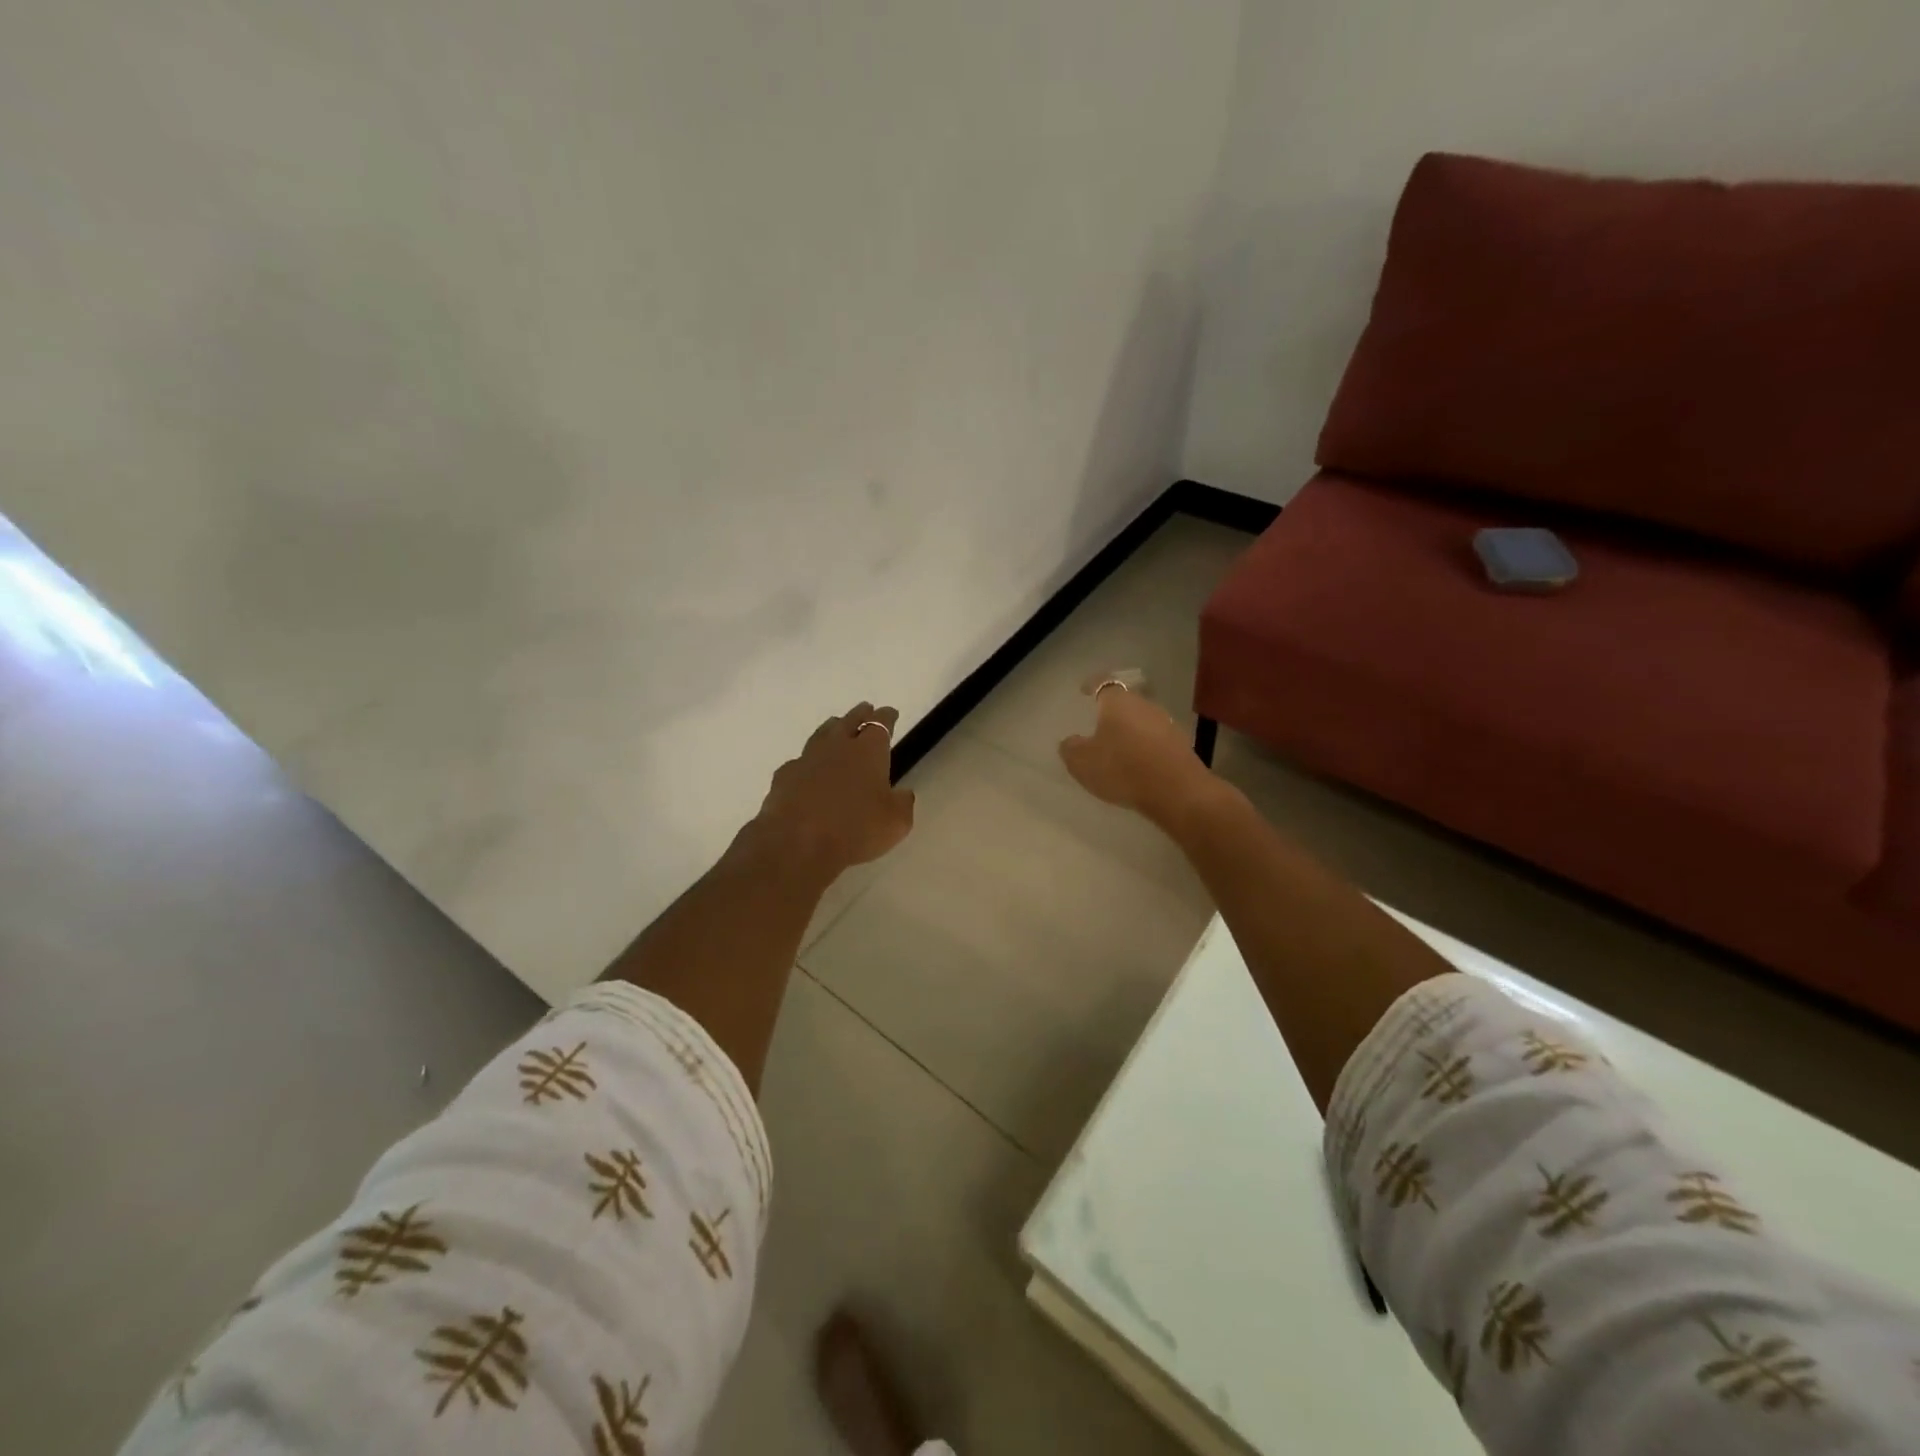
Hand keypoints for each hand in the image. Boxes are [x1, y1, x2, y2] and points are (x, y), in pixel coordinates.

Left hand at [756, 703, 915, 874]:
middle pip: (849, 721)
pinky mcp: (784, 777)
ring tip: (836, 727)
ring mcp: (807, 759)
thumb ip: (902, 804)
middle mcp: (837, 747)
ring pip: (822, 734)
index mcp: (868, 751)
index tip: (890, 713)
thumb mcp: (896, 822)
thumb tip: (903, 793)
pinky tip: (808, 769)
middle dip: (860, 714)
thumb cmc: (856, 829)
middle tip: (866, 710)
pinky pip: (800, 761)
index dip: (886, 717)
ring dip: (832, 729)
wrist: (798, 842)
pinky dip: (808, 761)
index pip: (880, 724)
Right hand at [1059, 678, 1218, 827]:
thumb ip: (1071, 749)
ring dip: (1130, 730)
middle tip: (1099, 723)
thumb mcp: (1082, 763)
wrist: (1177, 791)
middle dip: (1112, 711)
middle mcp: (1144, 705)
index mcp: (1118, 702)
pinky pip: (1155, 739)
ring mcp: (1166, 724)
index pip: (1103, 683)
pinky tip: (1138, 763)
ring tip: (1118, 747)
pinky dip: (1144, 746)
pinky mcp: (1180, 745)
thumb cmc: (1123, 768)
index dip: (1092, 684)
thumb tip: (1070, 741)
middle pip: (1125, 702)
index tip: (1084, 689)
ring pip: (1142, 720)